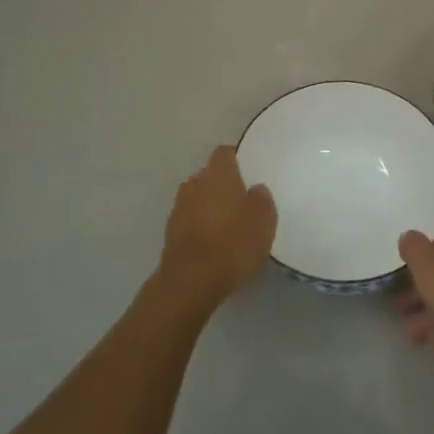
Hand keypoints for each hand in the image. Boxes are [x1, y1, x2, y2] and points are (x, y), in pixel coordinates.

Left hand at [157, 146, 276, 311]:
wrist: (191, 280)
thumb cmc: (234, 243)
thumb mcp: (263, 220)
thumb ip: (261, 199)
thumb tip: (255, 189)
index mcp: (219, 173)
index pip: (224, 153)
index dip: (235, 159)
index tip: (247, 170)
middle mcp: (195, 183)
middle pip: (209, 175)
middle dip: (221, 184)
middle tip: (240, 200)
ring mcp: (178, 207)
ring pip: (197, 198)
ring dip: (208, 205)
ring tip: (226, 224)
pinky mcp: (170, 232)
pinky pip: (189, 220)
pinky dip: (199, 226)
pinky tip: (212, 243)